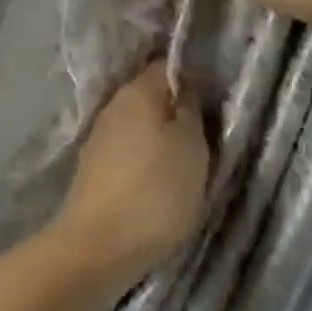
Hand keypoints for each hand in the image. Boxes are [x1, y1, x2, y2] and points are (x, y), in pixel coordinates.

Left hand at [52, 61, 209, 286]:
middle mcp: (114, 105)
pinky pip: (128, 149)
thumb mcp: (191, 145)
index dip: (194, 77)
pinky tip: (159, 178)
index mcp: (137, 91)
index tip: (217, 100)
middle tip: (208, 134)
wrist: (99, 244)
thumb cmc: (156, 190)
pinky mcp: (94, 166)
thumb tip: (185, 84)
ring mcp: (100, 136)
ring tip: (188, 161)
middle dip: (178, 110)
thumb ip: (190, 108)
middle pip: (152, 95)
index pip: (167, 66)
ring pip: (140, 124)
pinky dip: (145, 158)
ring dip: (161, 136)